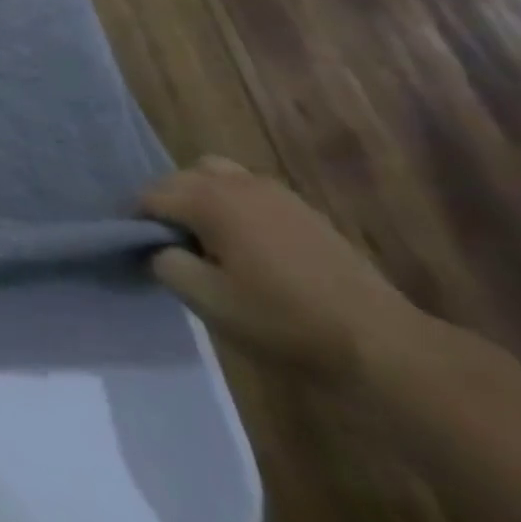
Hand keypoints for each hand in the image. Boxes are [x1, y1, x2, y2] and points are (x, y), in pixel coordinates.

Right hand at [140, 157, 430, 384]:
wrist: (383, 346)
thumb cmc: (284, 322)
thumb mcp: (209, 302)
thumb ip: (166, 265)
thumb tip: (157, 248)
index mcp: (207, 199)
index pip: (150, 196)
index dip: (137, 222)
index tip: (139, 251)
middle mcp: (235, 182)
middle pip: (180, 179)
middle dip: (167, 205)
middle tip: (172, 248)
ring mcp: (273, 191)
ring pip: (215, 176)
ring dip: (201, 199)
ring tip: (209, 240)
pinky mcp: (302, 209)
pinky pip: (248, 191)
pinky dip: (234, 206)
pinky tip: (249, 246)